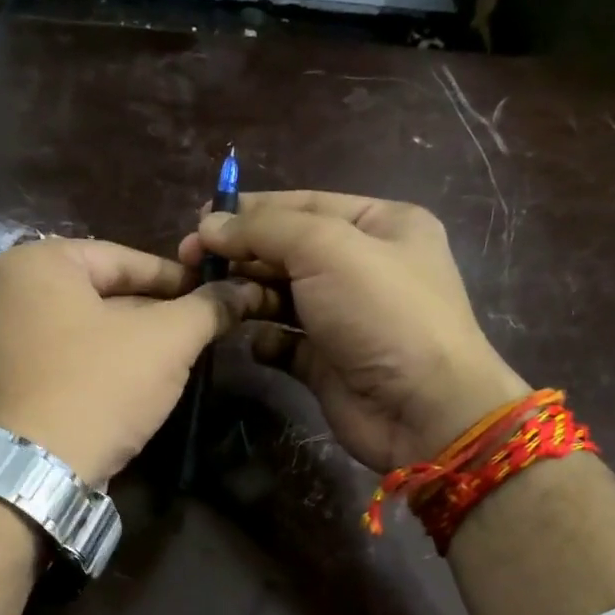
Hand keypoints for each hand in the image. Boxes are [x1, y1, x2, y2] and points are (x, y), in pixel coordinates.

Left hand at [0, 238, 270, 483]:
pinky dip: (99, 364)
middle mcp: (8, 290)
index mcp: (38, 262)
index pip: (126, 259)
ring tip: (174, 360)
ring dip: (131, 342)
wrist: (36, 470)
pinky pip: (65, 358)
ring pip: (86, 328)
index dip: (179, 279)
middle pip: (103, 293)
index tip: (215, 296)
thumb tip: (244, 290)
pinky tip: (132, 385)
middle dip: (155, 314)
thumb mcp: (166, 341)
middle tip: (199, 332)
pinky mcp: (4, 380)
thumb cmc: (99, 387)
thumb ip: (207, 308)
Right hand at [180, 191, 528, 472]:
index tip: (200, 221)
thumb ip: (266, 229)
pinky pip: (284, 342)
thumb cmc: (382, 313)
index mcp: (381, 224)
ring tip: (217, 300)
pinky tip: (254, 342)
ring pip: (283, 296)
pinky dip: (265, 340)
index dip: (251, 211)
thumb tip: (209, 224)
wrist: (422, 408)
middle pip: (289, 250)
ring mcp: (345, 317)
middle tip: (192, 262)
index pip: (304, 205)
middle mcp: (364, 266)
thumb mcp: (327, 249)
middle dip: (243, 254)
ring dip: (248, 296)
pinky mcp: (328, 361)